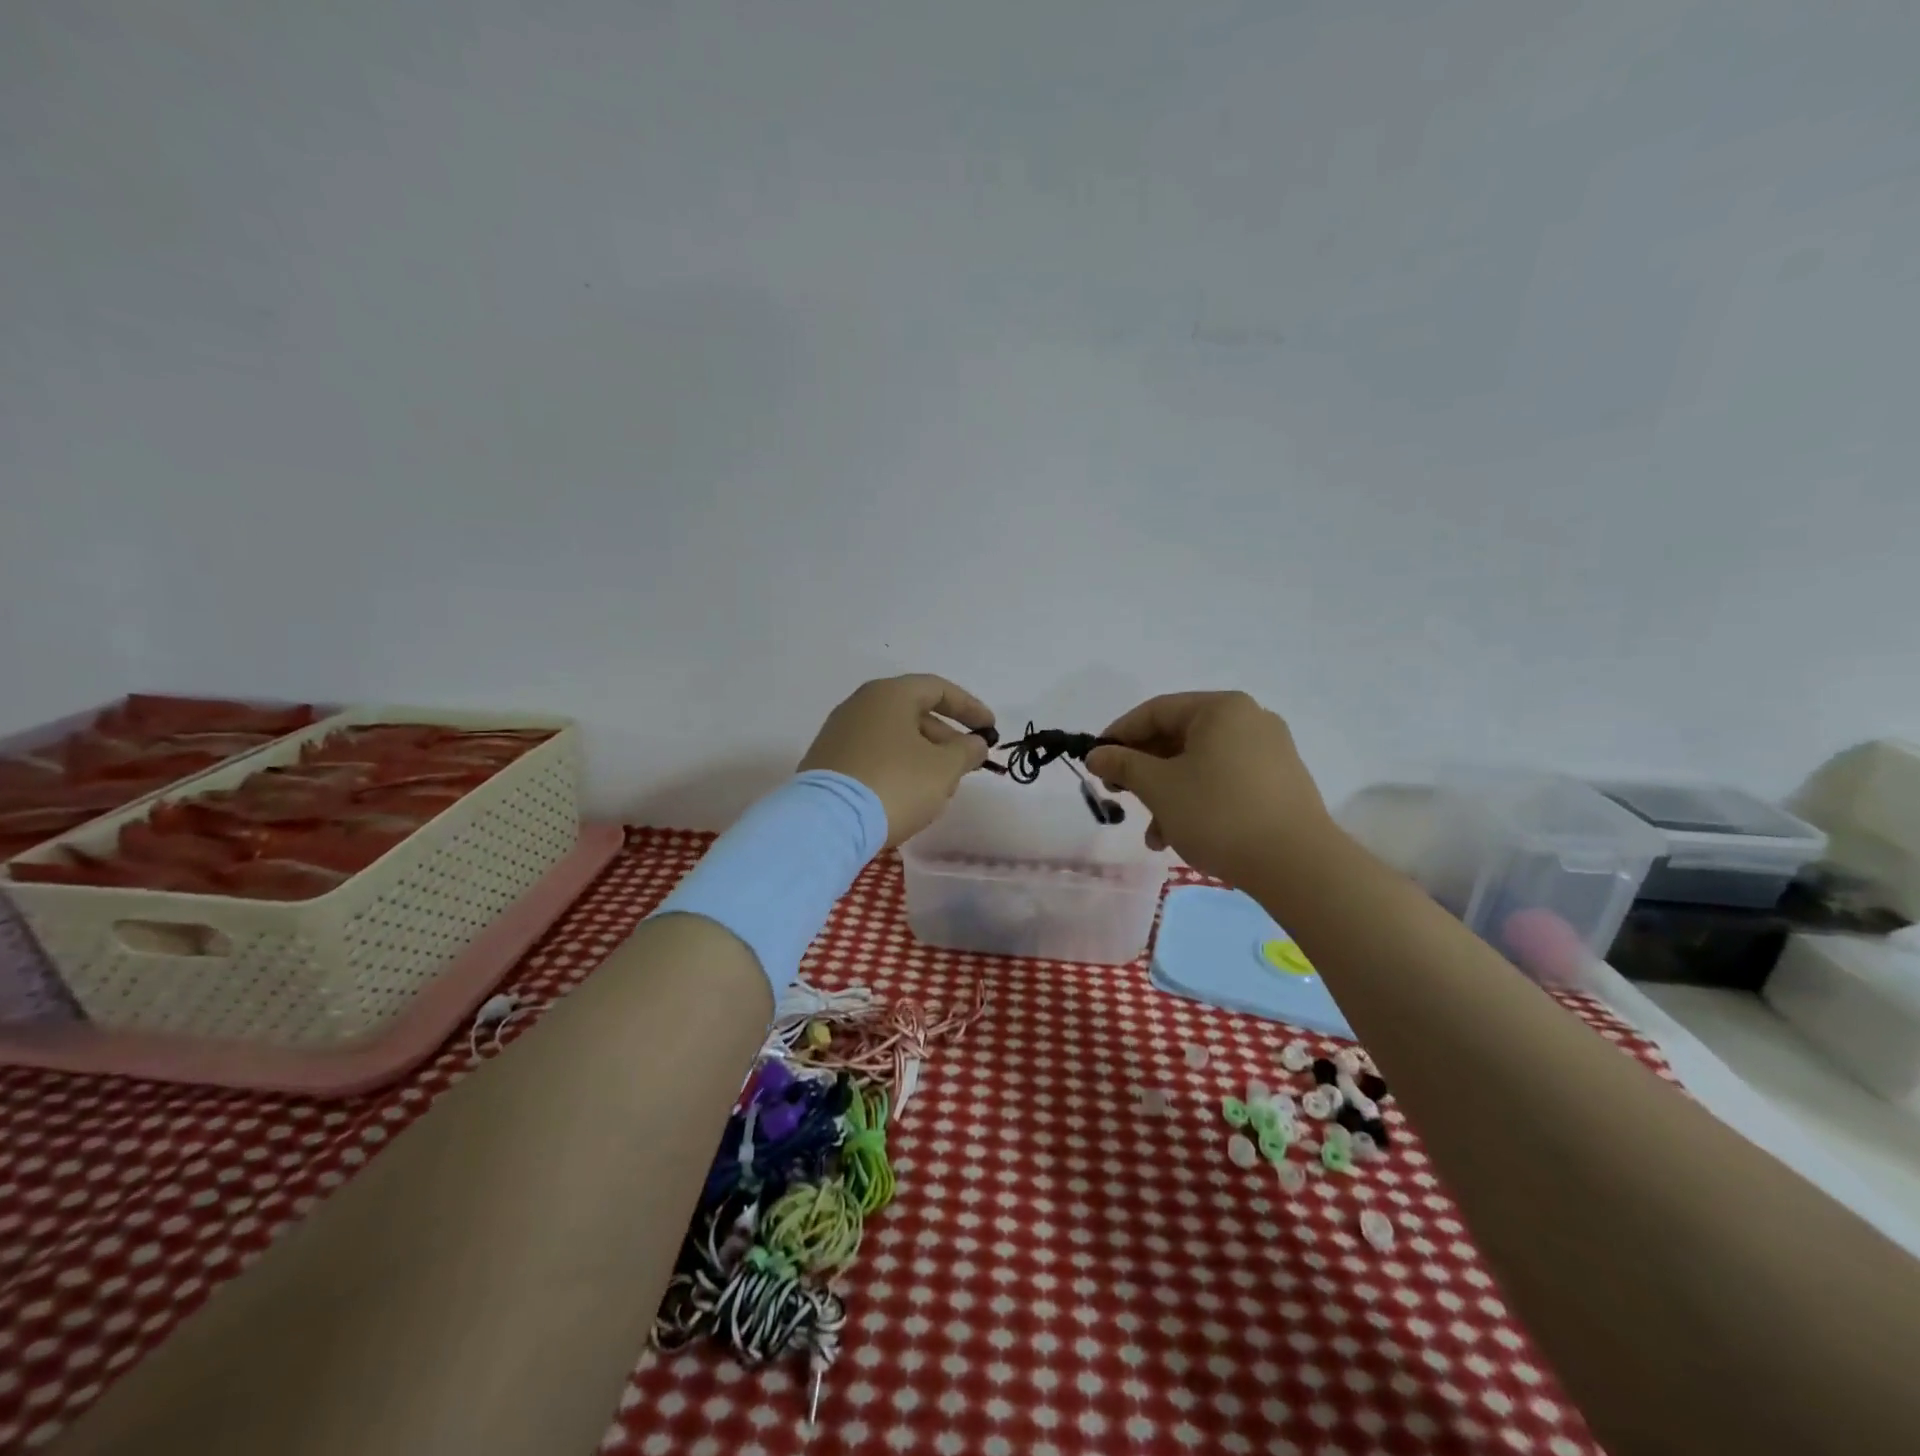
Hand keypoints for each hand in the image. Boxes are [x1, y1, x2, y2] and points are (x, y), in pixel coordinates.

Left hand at [799, 675, 994, 847]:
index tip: (990, 729)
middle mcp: (860, 705)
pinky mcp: (828, 762)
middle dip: (946, 739)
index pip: (938, 689)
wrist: (827, 823)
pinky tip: (908, 796)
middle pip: (914, 713)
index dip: (969, 708)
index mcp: (889, 695)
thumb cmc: (895, 784)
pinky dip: (898, 768)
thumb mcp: (943, 768)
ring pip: (894, 737)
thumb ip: (966, 751)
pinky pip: (874, 756)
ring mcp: (839, 733)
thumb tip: (975, 743)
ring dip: (923, 757)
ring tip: (941, 788)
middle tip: (967, 764)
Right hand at [1085, 691, 1335, 885]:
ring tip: (1153, 835)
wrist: (1297, 864)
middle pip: (1178, 738)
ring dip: (1167, 795)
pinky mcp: (1279, 783)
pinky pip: (1223, 781)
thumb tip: (1096, 755)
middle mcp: (1248, 720)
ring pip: (1199, 765)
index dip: (1119, 735)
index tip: (1095, 763)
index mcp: (1221, 709)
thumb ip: (1122, 765)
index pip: (1155, 711)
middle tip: (1119, 796)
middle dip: (1144, 772)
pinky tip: (1181, 836)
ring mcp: (1269, 752)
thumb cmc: (1218, 813)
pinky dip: (1196, 801)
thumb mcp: (1159, 787)